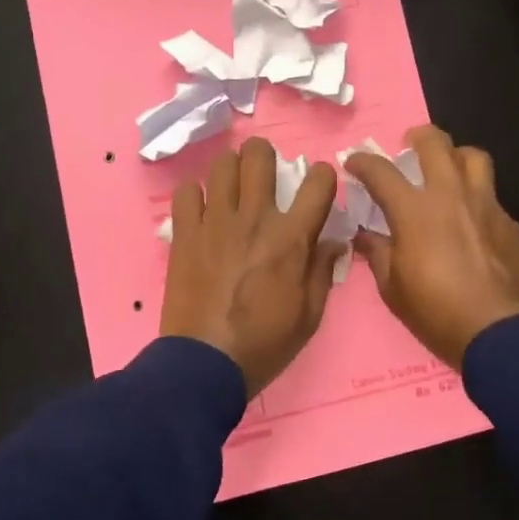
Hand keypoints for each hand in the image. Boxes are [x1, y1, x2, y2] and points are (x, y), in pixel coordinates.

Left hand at [160, 138, 344, 396]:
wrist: (205, 363)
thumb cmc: (265, 343)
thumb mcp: (310, 316)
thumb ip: (323, 272)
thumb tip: (334, 241)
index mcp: (291, 238)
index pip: (318, 182)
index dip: (323, 175)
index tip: (318, 184)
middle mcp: (254, 218)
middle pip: (259, 156)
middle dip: (266, 156)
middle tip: (265, 174)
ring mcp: (215, 222)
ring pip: (222, 165)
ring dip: (232, 169)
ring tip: (233, 187)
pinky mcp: (184, 233)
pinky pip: (187, 192)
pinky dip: (197, 193)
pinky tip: (202, 209)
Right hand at [345, 126, 518, 370]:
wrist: (499, 332)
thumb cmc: (436, 312)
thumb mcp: (392, 289)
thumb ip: (378, 253)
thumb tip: (365, 235)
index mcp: (414, 211)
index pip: (381, 172)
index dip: (362, 162)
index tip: (354, 162)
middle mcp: (451, 196)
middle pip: (436, 143)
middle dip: (417, 136)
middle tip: (409, 145)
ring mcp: (485, 205)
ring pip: (474, 157)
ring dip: (456, 156)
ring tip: (447, 169)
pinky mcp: (509, 223)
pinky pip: (492, 194)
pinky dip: (476, 196)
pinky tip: (472, 219)